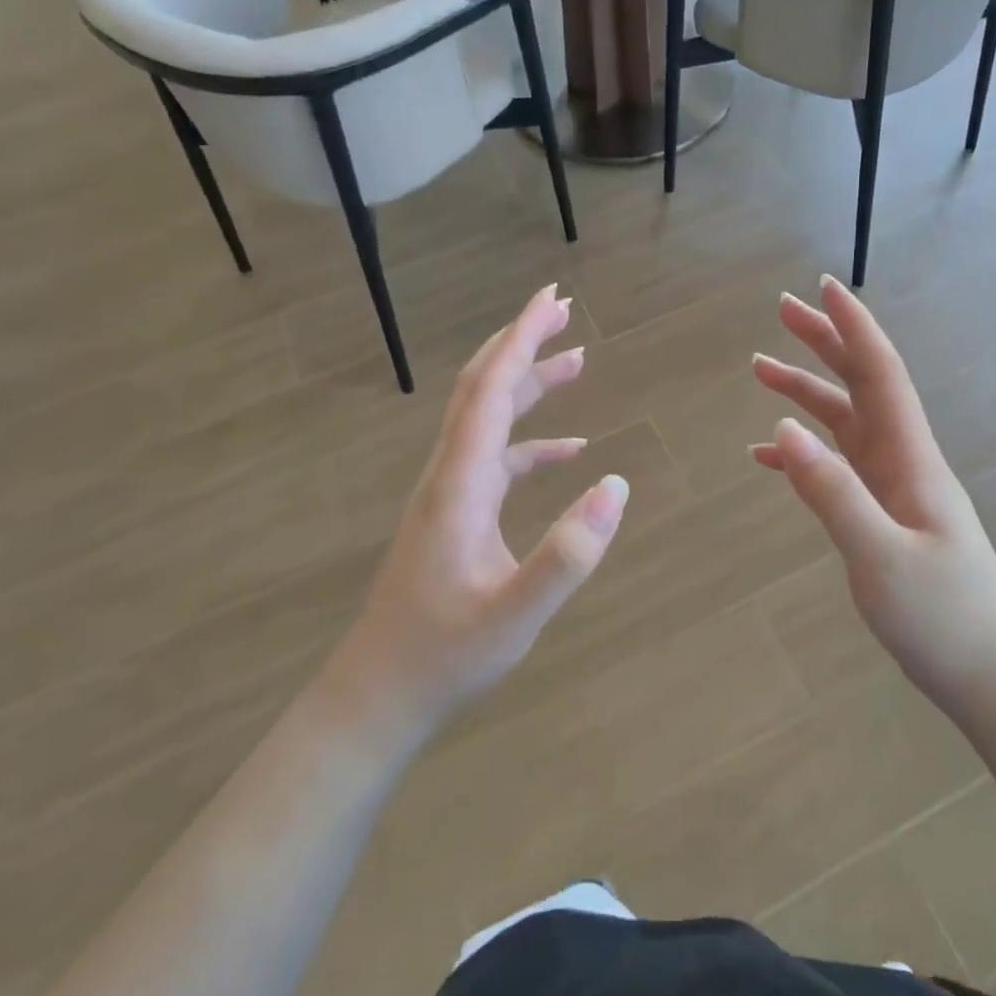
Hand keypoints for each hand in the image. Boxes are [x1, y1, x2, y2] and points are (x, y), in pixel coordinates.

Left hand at [329, 285, 628, 738]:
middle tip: (564, 310)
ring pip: (488, 420)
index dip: (521, 339)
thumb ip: (567, 556)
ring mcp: (450, 495)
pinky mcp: (457, 516)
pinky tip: (570, 451)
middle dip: (522, 344)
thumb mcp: (514, 615)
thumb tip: (616, 486)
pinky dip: (532, 444)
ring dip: (529, 386)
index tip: (552, 299)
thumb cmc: (442, 658)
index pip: (490, 391)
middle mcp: (449, 475)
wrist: (380, 696)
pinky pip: (498, 460)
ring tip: (577, 362)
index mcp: (459, 484)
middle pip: (482, 389)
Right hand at [751, 277, 995, 701]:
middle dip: (825, 343)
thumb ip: (831, 492)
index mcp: (910, 459)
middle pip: (861, 384)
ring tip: (761, 368)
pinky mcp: (883, 513)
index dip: (853, 327)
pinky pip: (837, 465)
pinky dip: (803, 451)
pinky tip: (770, 454)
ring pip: (845, 421)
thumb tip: (783, 427)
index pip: (880, 374)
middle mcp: (902, 460)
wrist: (990, 674)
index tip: (825, 286)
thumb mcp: (880, 556)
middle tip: (782, 309)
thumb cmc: (943, 617)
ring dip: (807, 391)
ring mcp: (893, 487)